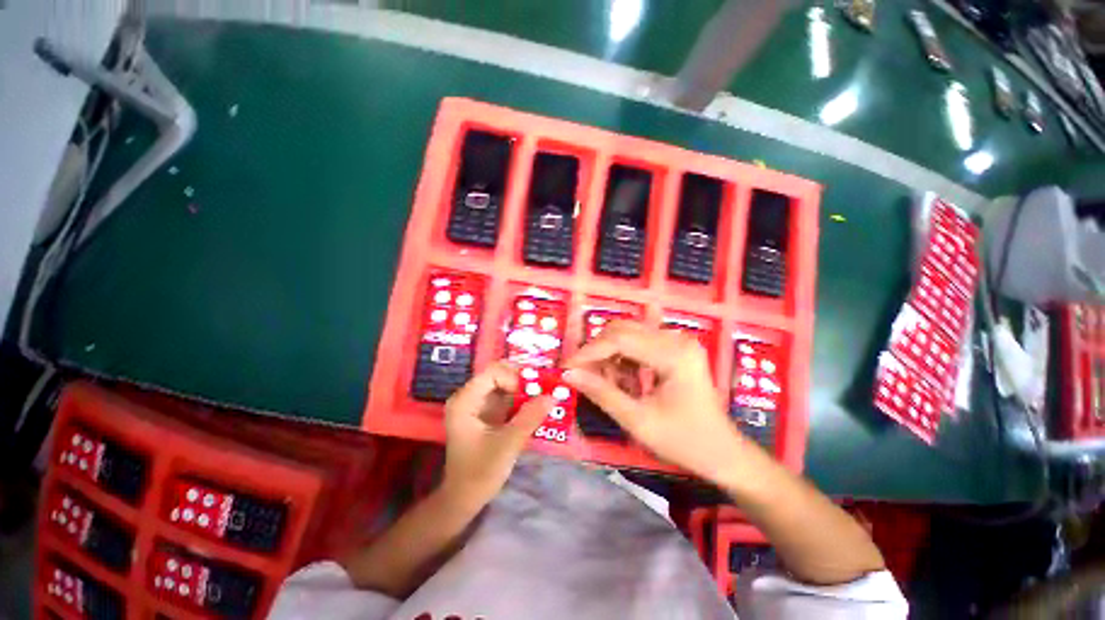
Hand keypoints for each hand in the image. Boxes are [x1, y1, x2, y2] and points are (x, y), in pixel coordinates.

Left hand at [441, 361, 551, 505]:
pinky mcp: (488, 414)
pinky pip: (508, 398)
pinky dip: (523, 400)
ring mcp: (479, 405)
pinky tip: (537, 407)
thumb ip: (529, 418)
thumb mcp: (507, 444)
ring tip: (545, 396)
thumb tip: (553, 396)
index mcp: (465, 400)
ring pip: (505, 385)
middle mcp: (470, 397)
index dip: (515, 377)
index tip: (533, 392)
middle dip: (523, 380)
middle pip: (499, 375)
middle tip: (544, 388)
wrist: (465, 499)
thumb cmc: (479, 472)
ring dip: (525, 389)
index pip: (493, 372)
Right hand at [563, 321, 749, 482]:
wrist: (723, 453)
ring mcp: (678, 341)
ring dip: (610, 355)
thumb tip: (569, 374)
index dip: (589, 352)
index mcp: (673, 354)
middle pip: (623, 330)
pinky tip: (624, 380)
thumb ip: (602, 393)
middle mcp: (676, 338)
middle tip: (582, 374)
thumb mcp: (638, 420)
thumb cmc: (684, 441)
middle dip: (598, 351)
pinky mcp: (676, 348)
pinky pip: (639, 343)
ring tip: (605, 382)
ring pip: (629, 334)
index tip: (566, 367)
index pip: (619, 339)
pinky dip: (624, 359)